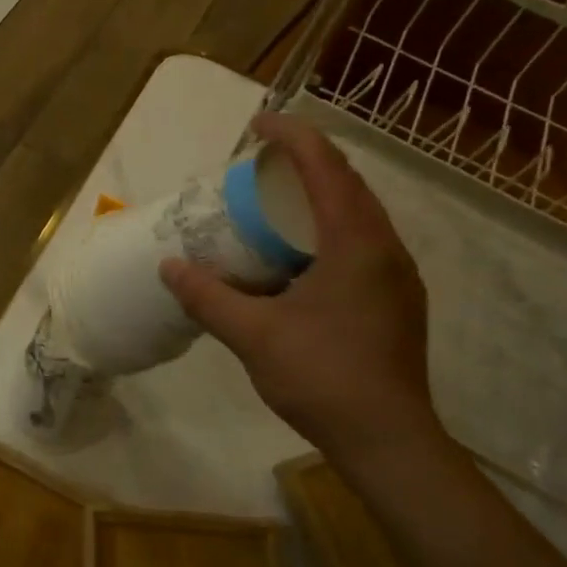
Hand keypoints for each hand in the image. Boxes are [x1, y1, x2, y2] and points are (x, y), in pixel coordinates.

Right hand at [161, 112, 443, 470]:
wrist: (389, 442)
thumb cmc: (323, 378)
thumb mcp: (254, 335)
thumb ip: (208, 297)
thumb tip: (169, 268)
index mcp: (356, 243)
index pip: (325, 167)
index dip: (291, 136)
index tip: (257, 124)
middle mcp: (385, 248)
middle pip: (348, 182)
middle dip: (306, 160)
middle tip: (261, 163)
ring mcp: (397, 275)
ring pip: (359, 213)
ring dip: (320, 195)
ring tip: (276, 202)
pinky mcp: (396, 300)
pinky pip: (362, 242)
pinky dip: (329, 229)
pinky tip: (299, 257)